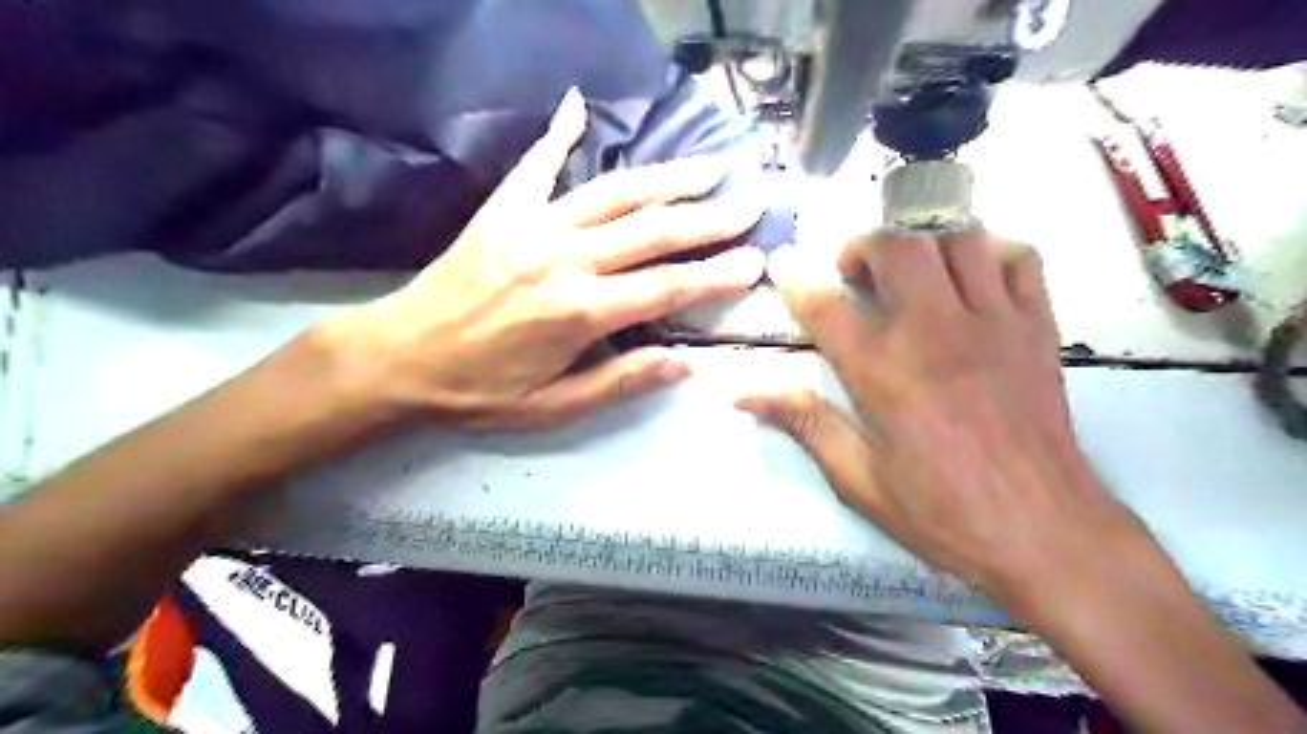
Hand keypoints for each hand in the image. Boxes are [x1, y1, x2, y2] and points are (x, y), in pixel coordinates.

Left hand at [325, 85, 768, 428]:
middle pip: (652, 231)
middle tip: (751, 202)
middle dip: (709, 218)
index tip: (755, 260)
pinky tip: (580, 106)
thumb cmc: (479, 391)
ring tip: (707, 167)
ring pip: (614, 193)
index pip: (667, 287)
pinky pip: (538, 165)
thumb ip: (620, 381)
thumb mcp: (554, 407)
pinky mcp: (503, 210)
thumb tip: (684, 361)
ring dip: (666, 178)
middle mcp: (564, 259)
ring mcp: (533, 226)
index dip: (716, 274)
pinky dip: (560, 133)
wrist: (399, 356)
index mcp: (579, 312)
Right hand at [741, 233, 1146, 599]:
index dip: (795, 279)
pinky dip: (988, 251)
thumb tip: (743, 394)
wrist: (1046, 532)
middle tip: (854, 273)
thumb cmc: (942, 512)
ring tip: (908, 269)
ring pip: (957, 237)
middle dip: (864, 245)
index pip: (826, 307)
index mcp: (883, 373)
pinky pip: (1017, 257)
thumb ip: (804, 422)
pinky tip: (970, 277)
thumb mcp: (858, 479)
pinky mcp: (1037, 326)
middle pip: (897, 246)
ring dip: (922, 240)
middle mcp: (934, 332)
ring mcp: (993, 322)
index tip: (783, 266)